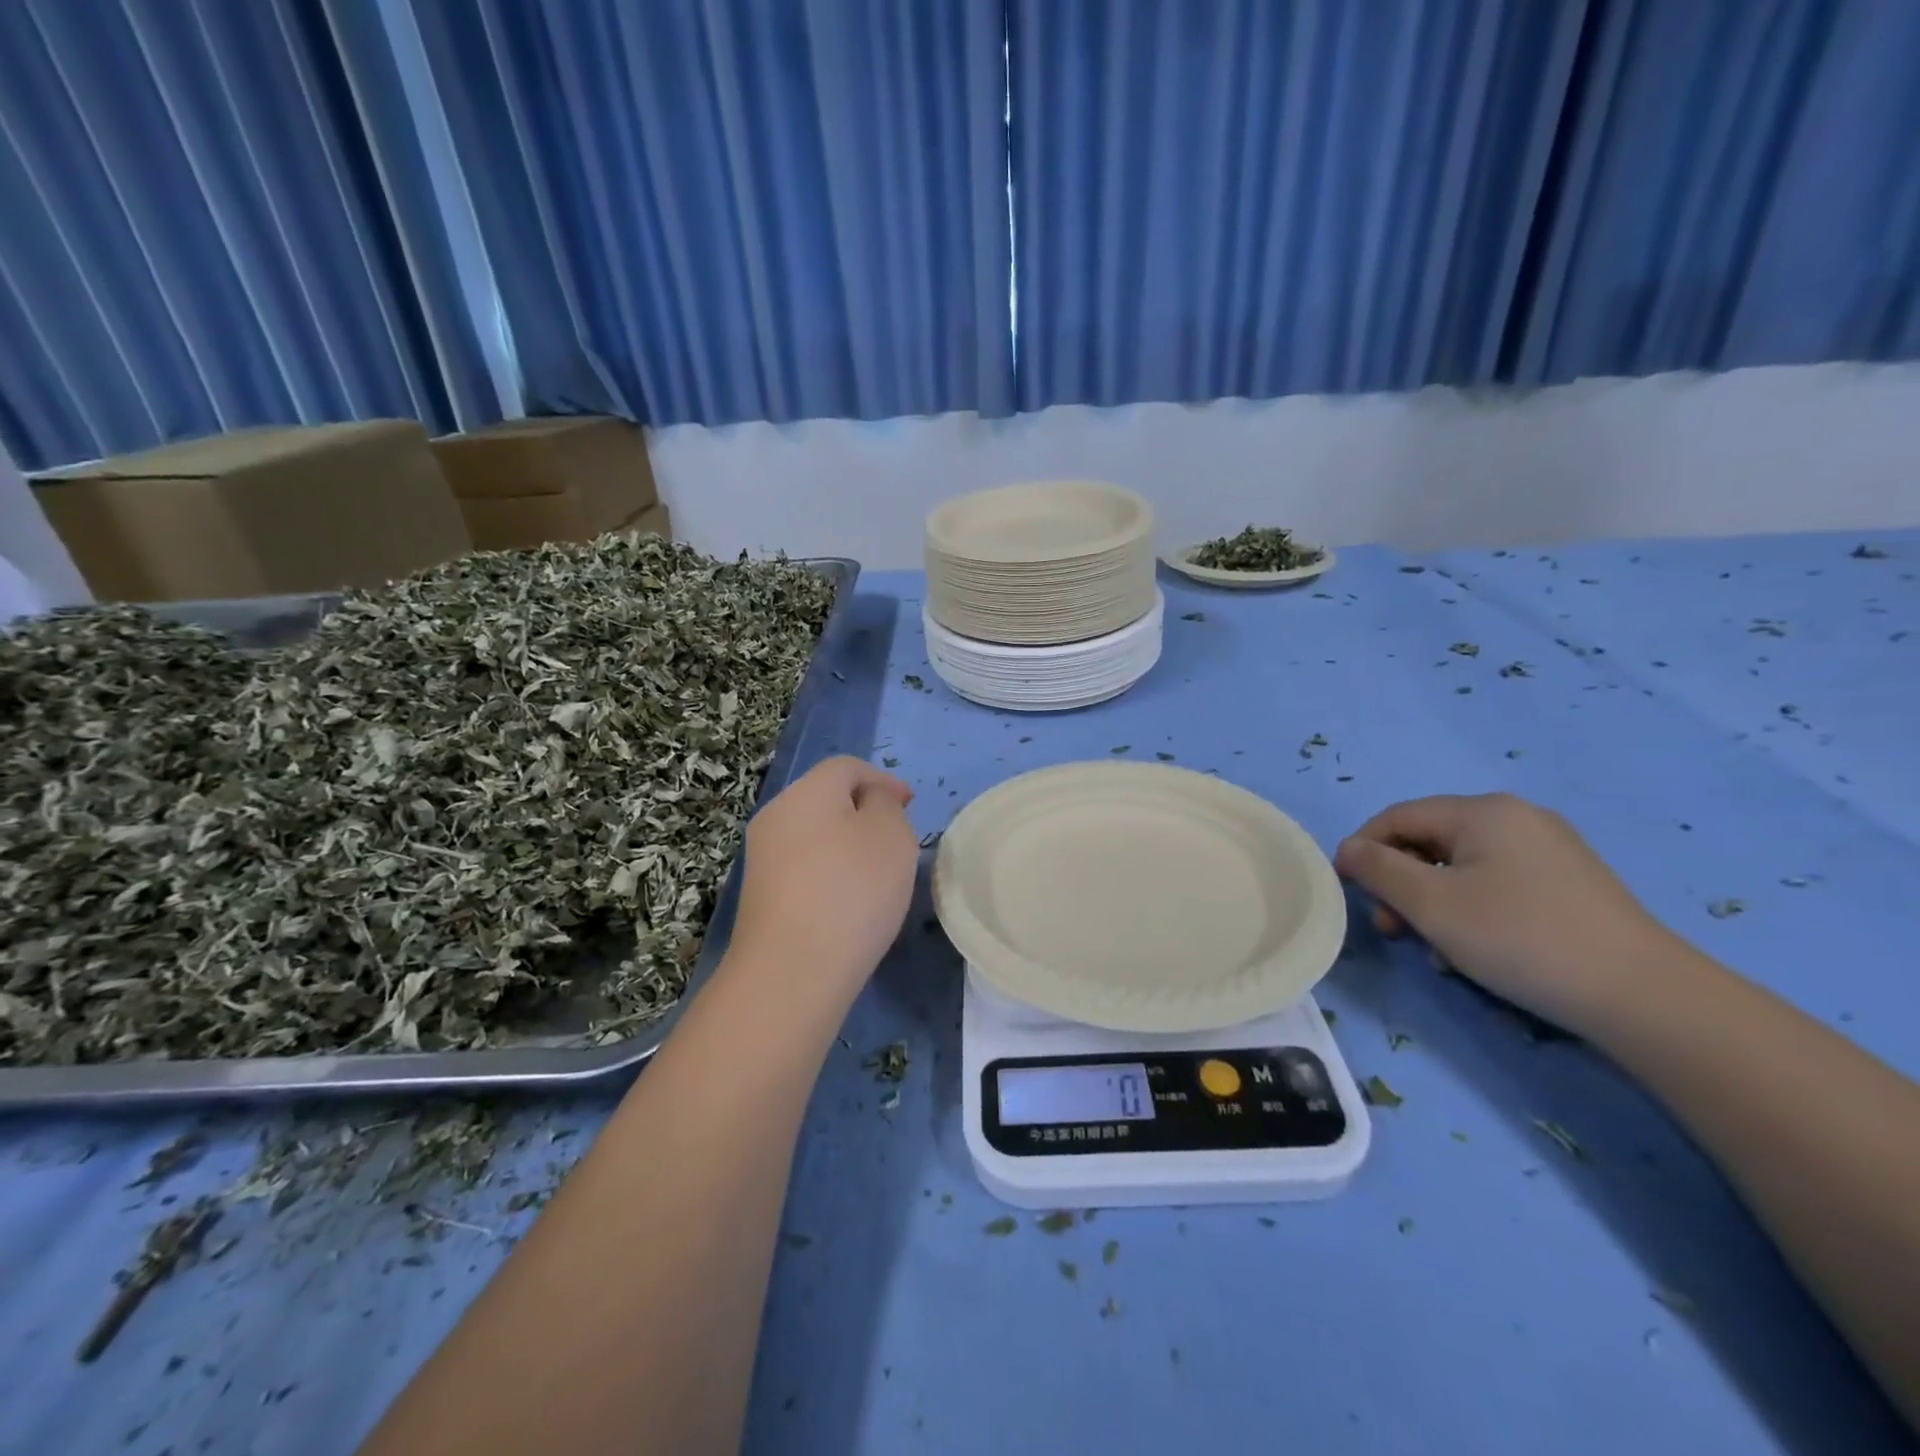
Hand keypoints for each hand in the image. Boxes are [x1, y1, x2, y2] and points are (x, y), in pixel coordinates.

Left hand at [728, 756, 918, 999]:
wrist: (791, 972)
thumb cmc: (852, 891)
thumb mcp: (891, 835)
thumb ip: (885, 804)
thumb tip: (870, 801)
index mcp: (806, 791)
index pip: (847, 767)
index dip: (883, 780)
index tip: (910, 807)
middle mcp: (776, 815)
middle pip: (826, 799)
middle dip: (864, 812)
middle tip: (897, 841)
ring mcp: (762, 857)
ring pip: (814, 835)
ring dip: (847, 845)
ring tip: (877, 877)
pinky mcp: (761, 895)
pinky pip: (803, 868)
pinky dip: (829, 874)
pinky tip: (847, 904)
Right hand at [1334, 793, 1674, 1035]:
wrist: (1643, 997)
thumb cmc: (1519, 937)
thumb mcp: (1430, 903)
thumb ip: (1378, 869)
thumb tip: (1348, 848)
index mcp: (1483, 811)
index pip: (1397, 817)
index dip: (1363, 849)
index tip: (1347, 891)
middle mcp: (1517, 819)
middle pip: (1430, 842)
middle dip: (1401, 886)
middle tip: (1393, 931)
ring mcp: (1549, 851)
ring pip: (1461, 869)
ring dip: (1434, 906)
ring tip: (1437, 951)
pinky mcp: (1569, 885)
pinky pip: (1497, 885)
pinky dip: (1472, 912)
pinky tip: (1477, 952)